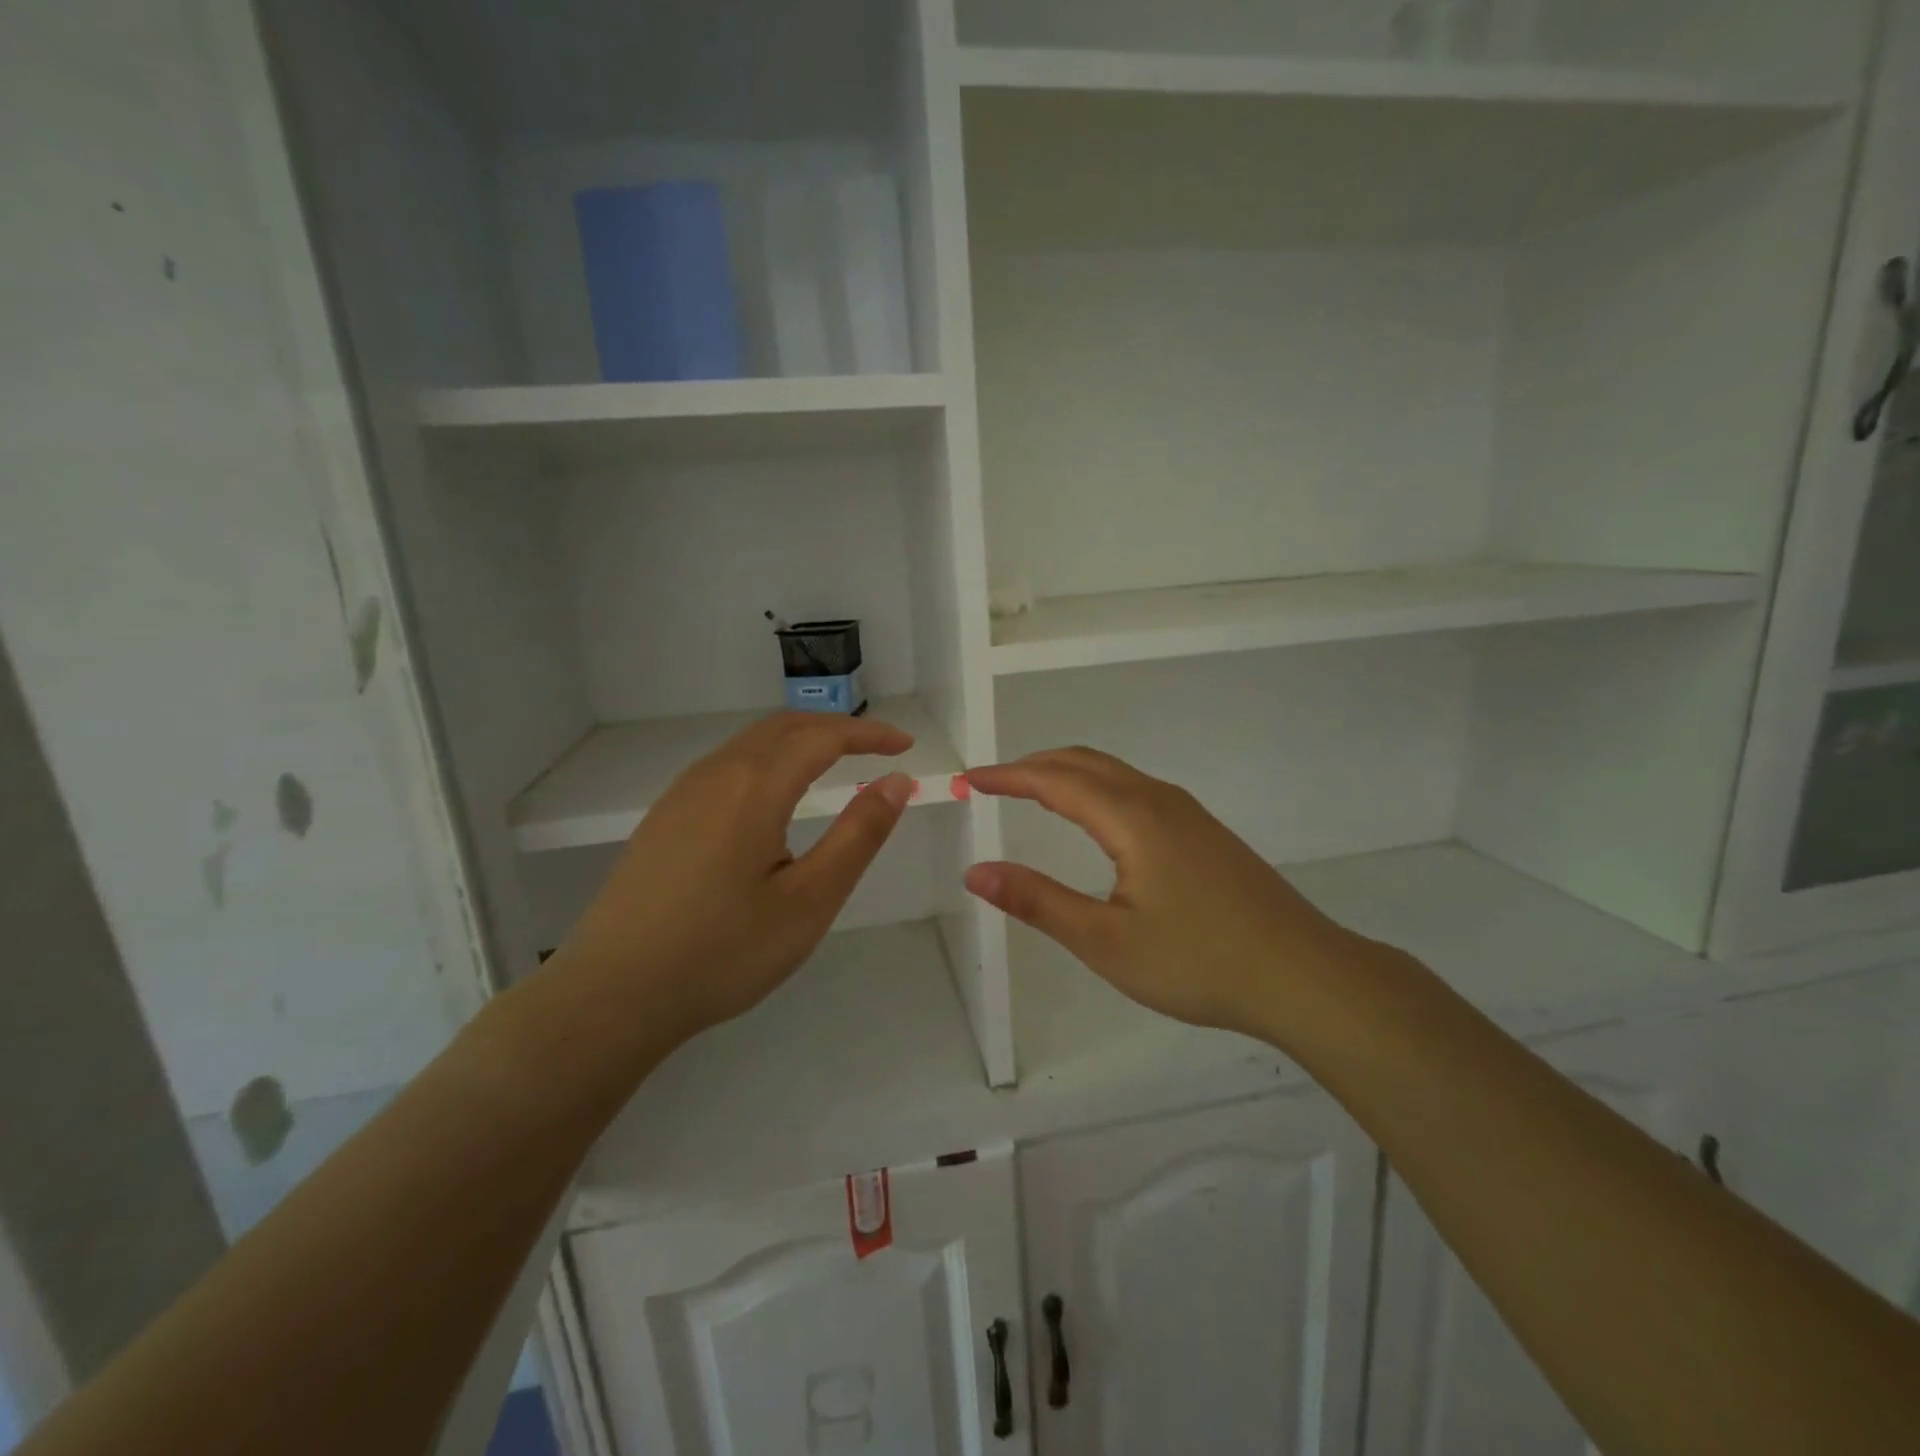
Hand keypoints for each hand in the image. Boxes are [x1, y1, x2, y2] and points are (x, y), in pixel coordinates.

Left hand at [558, 712, 915, 1042]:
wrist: (612, 995)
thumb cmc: (723, 952)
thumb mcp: (809, 900)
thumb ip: (858, 835)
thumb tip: (897, 782)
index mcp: (755, 787)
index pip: (823, 737)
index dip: (869, 734)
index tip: (906, 746)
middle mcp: (716, 774)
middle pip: (784, 727)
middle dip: (835, 729)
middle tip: (876, 748)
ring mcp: (682, 794)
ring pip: (750, 744)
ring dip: (799, 741)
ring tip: (833, 763)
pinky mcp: (663, 818)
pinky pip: (726, 766)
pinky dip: (767, 760)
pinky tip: (772, 797)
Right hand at [964, 748, 1366, 1040]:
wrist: (1303, 975)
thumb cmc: (1198, 961)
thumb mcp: (1105, 941)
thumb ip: (1037, 902)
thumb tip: (976, 872)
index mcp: (1131, 817)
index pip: (1054, 779)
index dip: (1008, 776)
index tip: (969, 779)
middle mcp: (1158, 800)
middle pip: (1085, 762)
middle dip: (1034, 765)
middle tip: (993, 783)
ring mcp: (1187, 813)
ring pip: (1114, 773)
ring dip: (1067, 773)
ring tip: (1032, 793)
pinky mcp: (1204, 832)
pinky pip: (1136, 789)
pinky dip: (1096, 788)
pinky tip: (1095, 820)